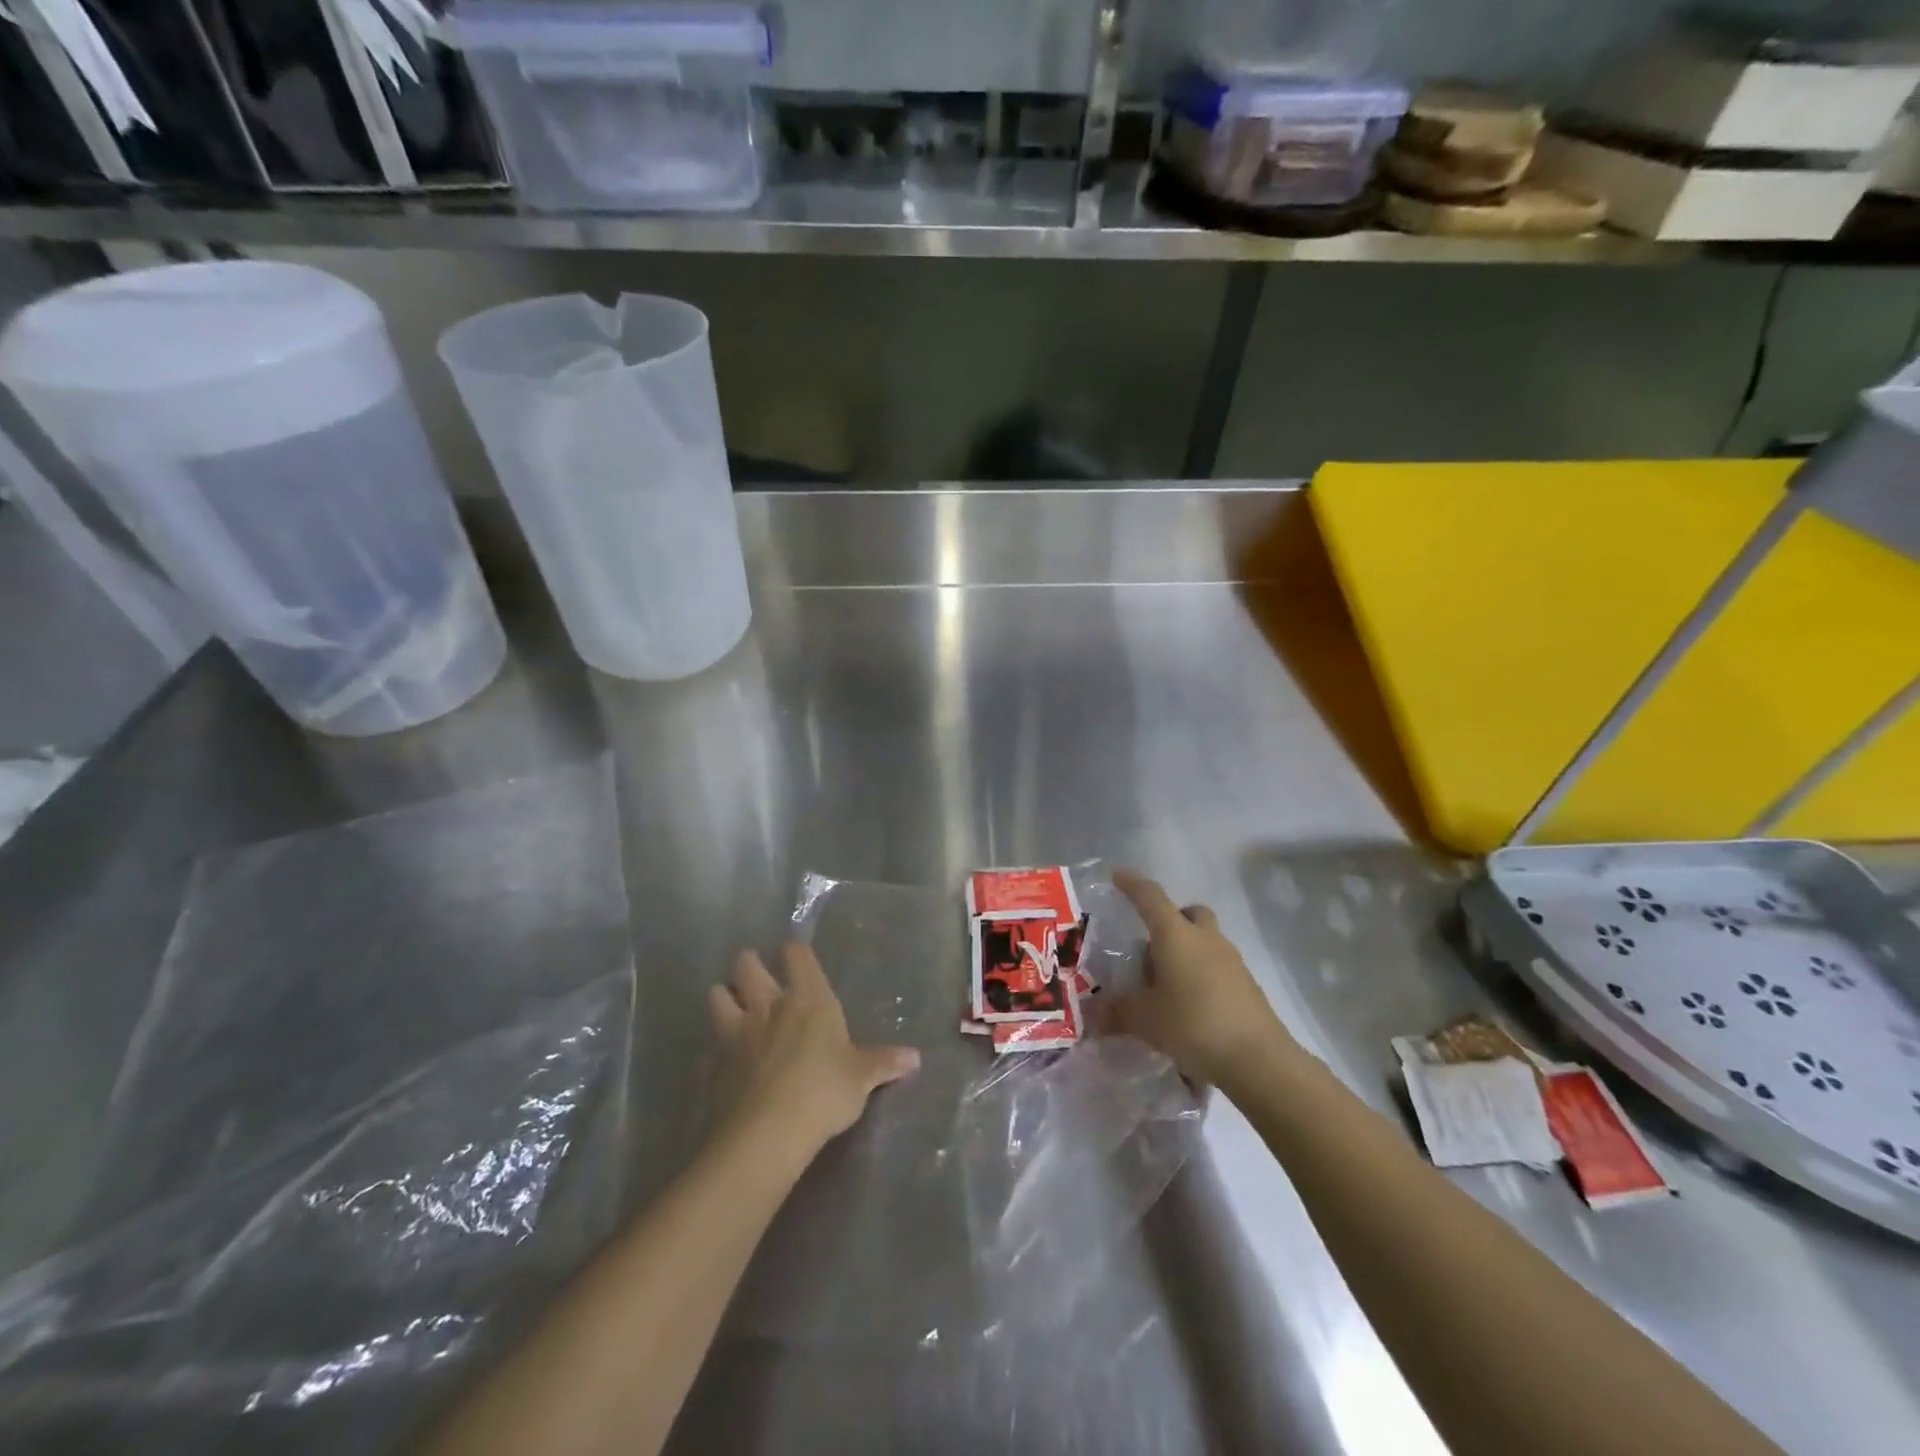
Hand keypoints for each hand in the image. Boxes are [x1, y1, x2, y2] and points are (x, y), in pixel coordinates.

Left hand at [709, 942, 919, 1156]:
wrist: (768, 1132)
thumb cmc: (824, 1091)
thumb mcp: (862, 1078)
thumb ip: (884, 1063)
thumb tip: (915, 1057)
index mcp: (808, 999)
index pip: (796, 954)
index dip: (795, 951)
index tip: (796, 955)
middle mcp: (769, 1005)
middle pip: (748, 965)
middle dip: (750, 965)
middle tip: (758, 977)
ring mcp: (736, 1032)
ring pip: (717, 995)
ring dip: (724, 997)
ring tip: (734, 1009)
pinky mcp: (715, 1063)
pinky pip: (710, 1043)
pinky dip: (715, 1046)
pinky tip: (725, 1059)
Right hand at [1102, 869, 1293, 1089]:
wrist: (1258, 1060)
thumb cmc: (1193, 1024)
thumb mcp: (1144, 1020)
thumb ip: (1116, 1012)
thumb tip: (1091, 1014)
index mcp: (1176, 935)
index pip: (1150, 897)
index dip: (1132, 885)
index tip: (1118, 876)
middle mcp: (1205, 939)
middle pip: (1188, 913)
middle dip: (1170, 919)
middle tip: (1149, 944)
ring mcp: (1231, 961)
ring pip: (1205, 940)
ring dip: (1185, 950)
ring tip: (1164, 983)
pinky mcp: (1246, 986)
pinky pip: (1217, 967)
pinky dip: (1200, 975)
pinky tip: (1188, 1005)